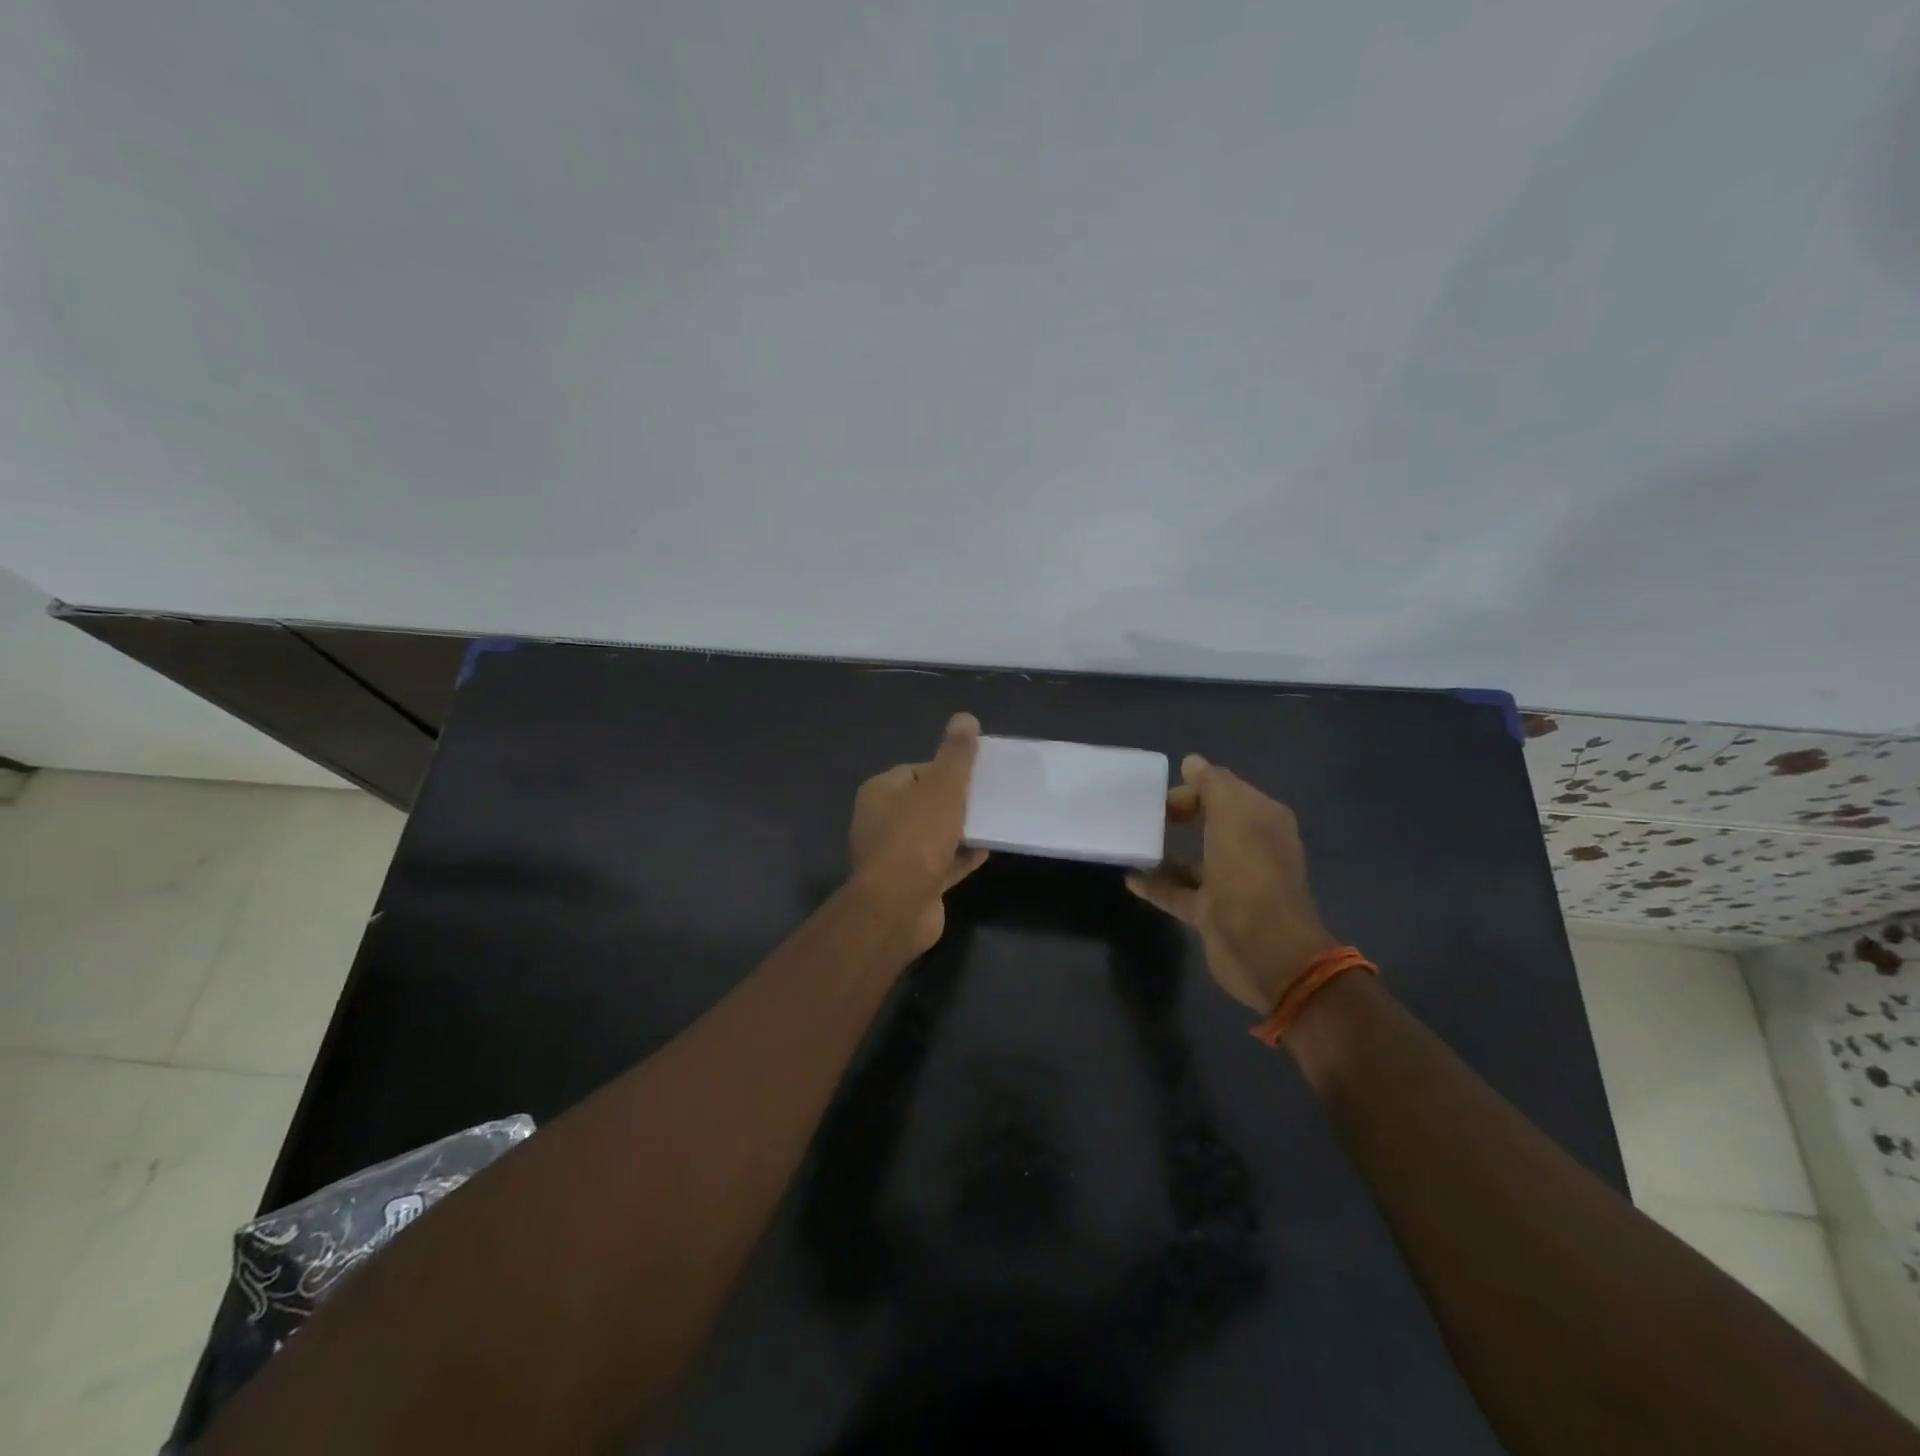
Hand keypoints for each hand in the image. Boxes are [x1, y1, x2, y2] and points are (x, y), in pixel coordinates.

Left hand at [849, 712, 989, 952]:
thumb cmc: (917, 837)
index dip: (944, 770)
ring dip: (959, 830)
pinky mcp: (911, 885)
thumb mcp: (943, 786)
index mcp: (880, 793)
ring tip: (992, 821)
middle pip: (924, 803)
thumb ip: (956, 754)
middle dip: (954, 800)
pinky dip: (961, 857)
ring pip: (933, 835)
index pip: (914, 770)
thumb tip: (965, 718)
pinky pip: (940, 864)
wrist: (899, 906)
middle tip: (987, 797)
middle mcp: (880, 822)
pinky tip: (987, 850)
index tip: (973, 774)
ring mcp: (894, 857)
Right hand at [1126, 754, 1338, 1013]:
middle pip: (1210, 821)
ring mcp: (1231, 883)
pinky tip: (1130, 878)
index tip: (1160, 795)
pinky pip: (1178, 891)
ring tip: (1132, 841)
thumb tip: (1192, 762)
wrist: (1265, 950)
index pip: (1226, 790)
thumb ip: (1212, 785)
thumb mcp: (1233, 815)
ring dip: (1166, 850)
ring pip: (1194, 859)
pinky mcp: (1211, 913)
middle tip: (1144, 814)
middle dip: (1179, 813)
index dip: (1194, 787)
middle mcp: (1250, 848)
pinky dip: (1156, 884)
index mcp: (1262, 820)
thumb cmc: (1250, 873)